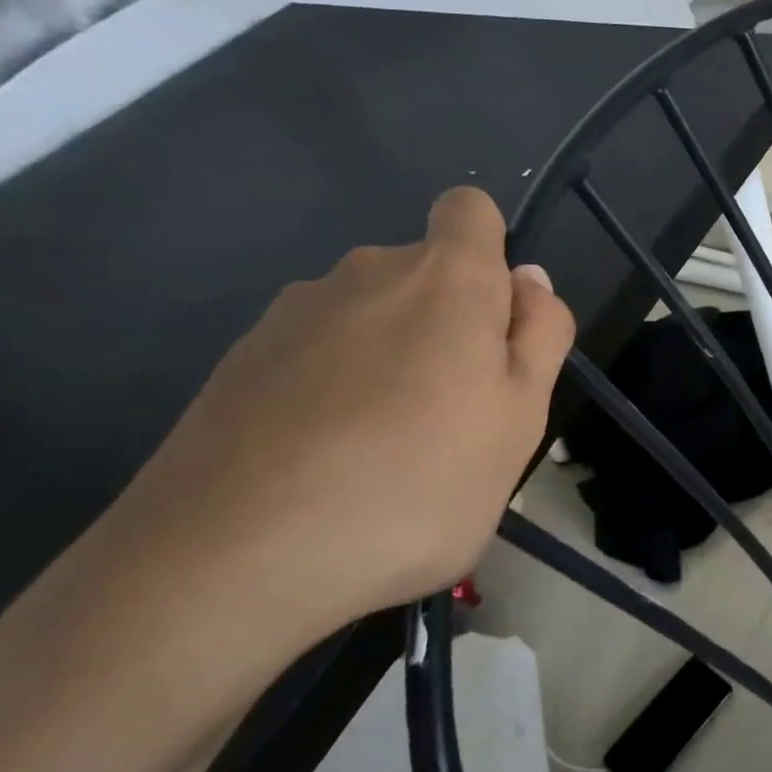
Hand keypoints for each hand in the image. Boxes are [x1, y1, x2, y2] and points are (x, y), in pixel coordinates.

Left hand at [88, 187, 573, 649]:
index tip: (494, 327)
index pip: (470, 211)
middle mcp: (364, 272)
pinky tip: (326, 463)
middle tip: (456, 417)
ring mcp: (292, 315)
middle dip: (449, 325)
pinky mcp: (237, 362)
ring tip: (388, 452)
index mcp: (445, 278)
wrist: (233, 559)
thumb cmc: (417, 484)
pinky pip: (316, 356)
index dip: (491, 254)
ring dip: (392, 361)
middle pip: (424, 274)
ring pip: (369, 318)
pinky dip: (335, 390)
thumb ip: (539, 336)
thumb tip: (528, 281)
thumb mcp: (520, 417)